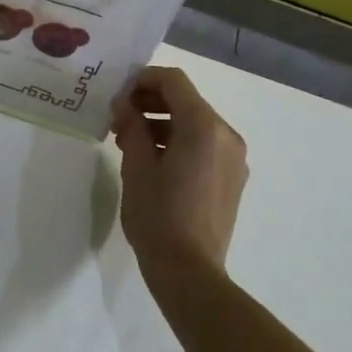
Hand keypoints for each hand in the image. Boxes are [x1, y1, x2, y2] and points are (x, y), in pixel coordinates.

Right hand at [111, 66, 248, 277]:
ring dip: (163, 124)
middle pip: (187, 101)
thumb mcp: (137, 167)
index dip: (143, 80)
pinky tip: (154, 163)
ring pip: (195, 124)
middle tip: (118, 120)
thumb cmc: (158, 216)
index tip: (118, 96)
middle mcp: (226, 135)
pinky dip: (180, 143)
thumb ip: (132, 126)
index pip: (174, 82)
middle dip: (150, 103)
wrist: (189, 271)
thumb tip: (124, 104)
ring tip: (130, 144)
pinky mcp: (232, 178)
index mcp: (203, 127)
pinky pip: (205, 146)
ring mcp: (234, 158)